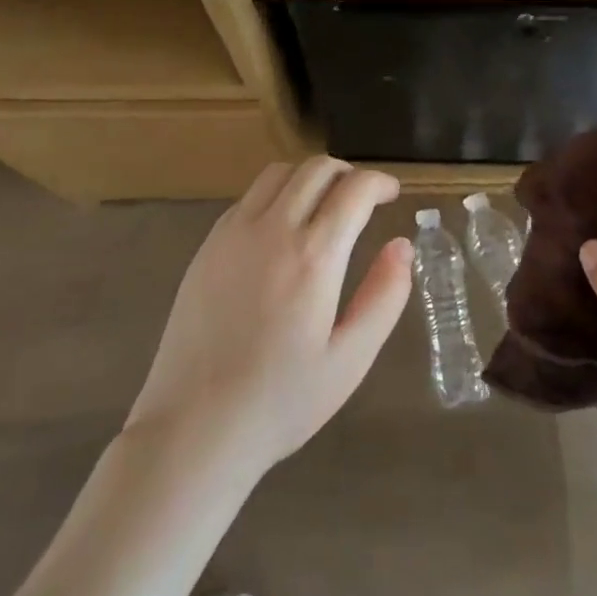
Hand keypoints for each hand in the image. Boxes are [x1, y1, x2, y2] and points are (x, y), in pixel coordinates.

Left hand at [123, 157, 412, 482]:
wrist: (193, 427)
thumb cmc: (281, 401)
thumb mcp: (350, 360)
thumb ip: (384, 296)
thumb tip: (402, 246)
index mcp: (314, 257)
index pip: (354, 189)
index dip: (380, 182)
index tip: (393, 194)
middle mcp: (273, 230)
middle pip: (316, 168)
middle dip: (348, 173)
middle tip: (363, 199)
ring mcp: (234, 232)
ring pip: (280, 172)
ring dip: (311, 177)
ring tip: (325, 207)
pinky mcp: (208, 244)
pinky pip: (249, 196)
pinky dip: (277, 193)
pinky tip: (283, 229)